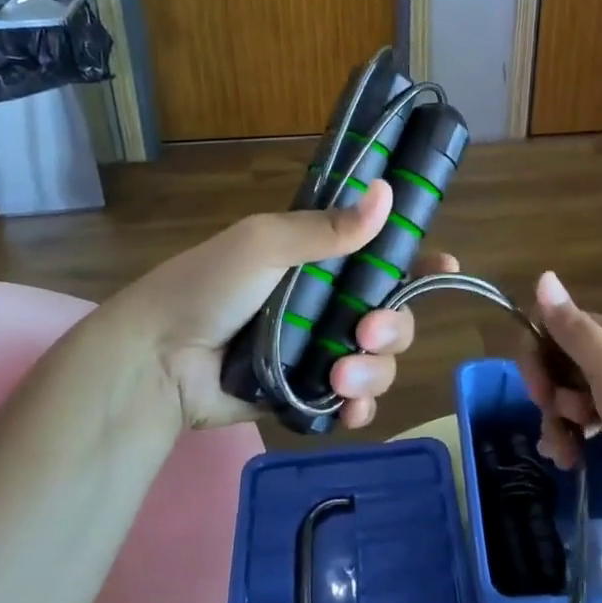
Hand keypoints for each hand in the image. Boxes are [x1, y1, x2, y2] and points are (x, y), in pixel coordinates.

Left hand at [114, 180, 456, 429]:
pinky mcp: (306, 394)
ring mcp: (319, 351)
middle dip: (394, 326)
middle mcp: (328, 303)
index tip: (446, 267)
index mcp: (321, 259)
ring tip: (341, 378)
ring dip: (375, 370)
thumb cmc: (207, 286)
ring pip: (379, 361)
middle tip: (367, 334)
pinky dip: (361, 408)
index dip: (417, 262)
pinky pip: (352, 402)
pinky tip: (351, 411)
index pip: (383, 255)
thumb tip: (388, 192)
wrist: (155, 362)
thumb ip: (328, 228)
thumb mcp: (265, 244)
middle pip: (392, 314)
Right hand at [518, 271, 601, 500]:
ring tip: (567, 455)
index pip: (549, 326)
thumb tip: (543, 276)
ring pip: (563, 395)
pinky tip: (571, 459)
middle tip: (561, 423)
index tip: (540, 393)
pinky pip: (579, 419)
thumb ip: (574, 329)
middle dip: (546, 396)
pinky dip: (569, 437)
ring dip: (556, 423)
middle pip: (553, 363)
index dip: (535, 357)